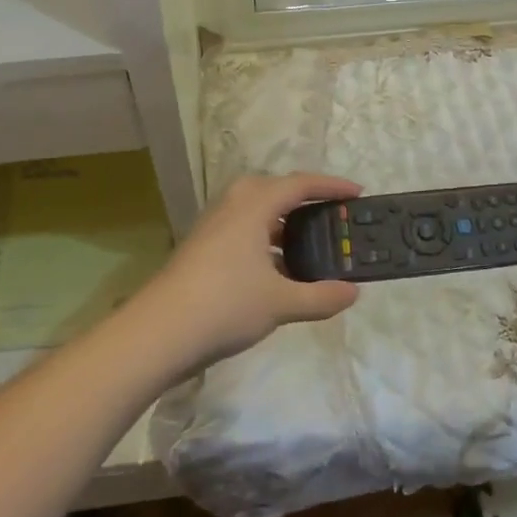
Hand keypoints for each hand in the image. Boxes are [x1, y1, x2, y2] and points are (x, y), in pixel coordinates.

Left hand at [133, 172, 361, 370]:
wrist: (159, 331)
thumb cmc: (225, 304)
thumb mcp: (281, 303)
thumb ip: (320, 296)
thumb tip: (352, 293)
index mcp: (254, 204)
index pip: (301, 184)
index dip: (331, 187)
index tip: (358, 193)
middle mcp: (233, 204)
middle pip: (277, 192)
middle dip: (307, 204)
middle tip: (335, 219)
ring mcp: (215, 225)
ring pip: (259, 214)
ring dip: (287, 226)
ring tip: (313, 248)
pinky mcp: (204, 246)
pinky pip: (246, 231)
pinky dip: (268, 242)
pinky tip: (280, 272)